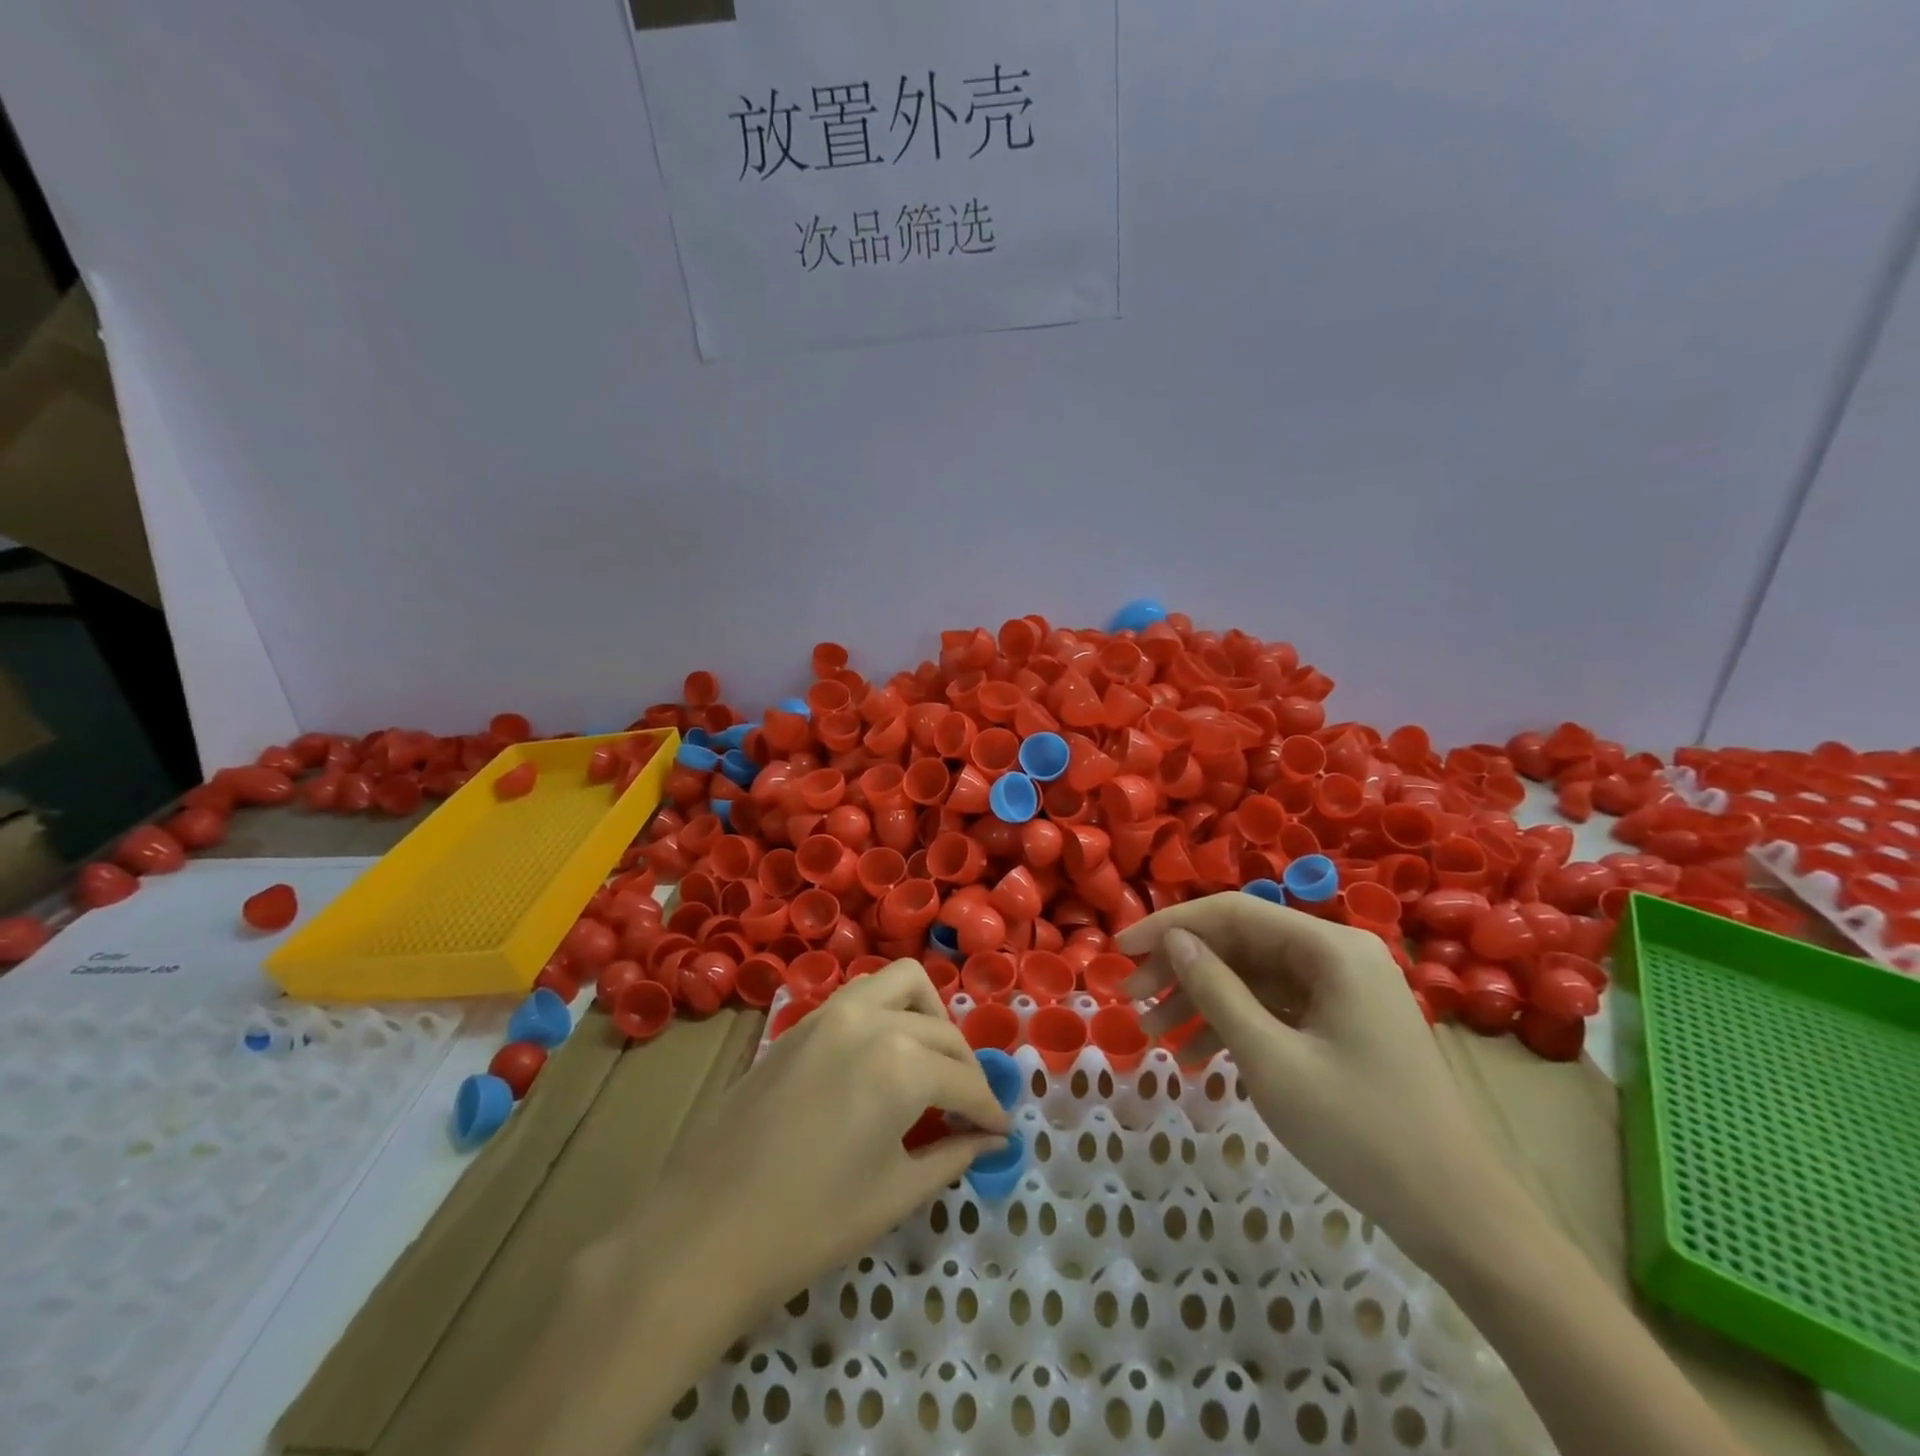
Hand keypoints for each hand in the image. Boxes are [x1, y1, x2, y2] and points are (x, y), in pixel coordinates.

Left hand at [650, 958, 1010, 1313]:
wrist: (704, 1231)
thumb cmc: (808, 1225)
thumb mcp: (893, 1194)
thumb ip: (951, 1155)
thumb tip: (989, 1140)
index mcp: (900, 1064)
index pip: (964, 1080)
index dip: (989, 1109)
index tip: (1001, 1132)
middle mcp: (870, 1021)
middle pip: (940, 1030)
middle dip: (965, 1067)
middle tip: (969, 1109)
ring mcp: (829, 1013)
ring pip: (901, 984)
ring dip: (928, 1017)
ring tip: (930, 1065)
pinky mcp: (800, 1023)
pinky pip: (861, 997)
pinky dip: (888, 1013)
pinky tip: (883, 1059)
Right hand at [1115, 893, 1500, 1260]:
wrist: (1458, 1218)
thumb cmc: (1360, 1131)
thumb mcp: (1271, 1059)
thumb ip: (1217, 990)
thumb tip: (1173, 940)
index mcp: (1331, 948)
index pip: (1234, 912)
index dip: (1171, 925)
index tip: (1121, 950)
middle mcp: (1339, 955)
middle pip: (1243, 943)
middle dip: (1183, 968)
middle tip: (1132, 997)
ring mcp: (1345, 991)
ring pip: (1255, 977)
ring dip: (1203, 999)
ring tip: (1152, 1032)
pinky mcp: (1344, 1024)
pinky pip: (1277, 1007)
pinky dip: (1236, 1024)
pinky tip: (1198, 1055)